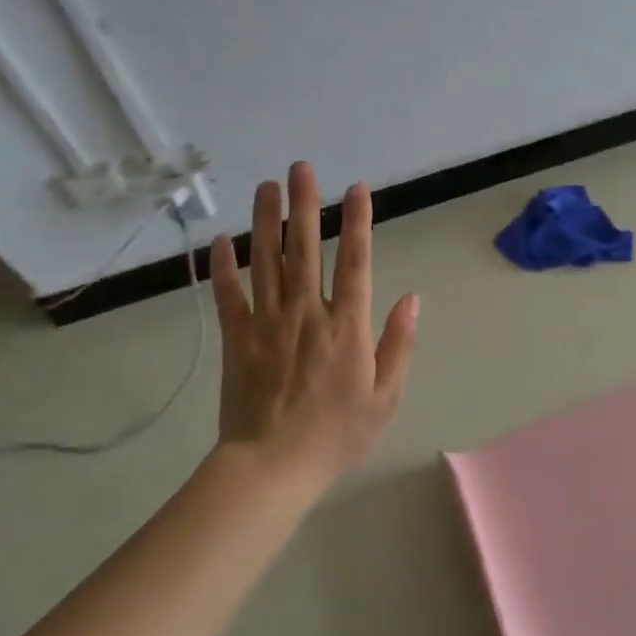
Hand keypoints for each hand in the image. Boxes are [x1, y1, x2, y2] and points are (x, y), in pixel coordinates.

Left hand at [208, 162, 419, 485]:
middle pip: (305, 249)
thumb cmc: (337, 434)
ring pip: (266, 262)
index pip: (355, 262)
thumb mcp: (386, 396)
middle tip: (301, 168)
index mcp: (346, 326)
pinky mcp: (236, 339)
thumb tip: (411, 298)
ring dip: (266, 221)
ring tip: (266, 187)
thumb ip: (399, 344)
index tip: (356, 188)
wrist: (273, 467)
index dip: (358, 222)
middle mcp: (306, 313)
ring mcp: (267, 323)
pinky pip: (229, 296)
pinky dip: (225, 267)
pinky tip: (223, 240)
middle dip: (305, 205)